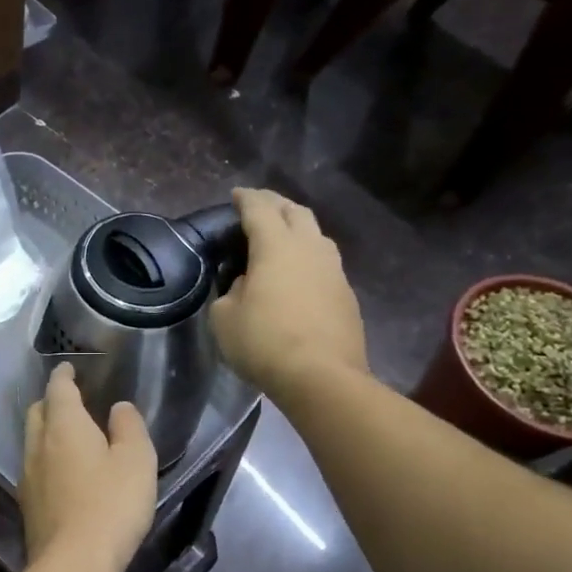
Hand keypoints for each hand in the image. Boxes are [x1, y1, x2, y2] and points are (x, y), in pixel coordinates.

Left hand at [20, 363, 157, 571]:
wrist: (73, 563)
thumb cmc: (111, 505)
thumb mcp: (136, 460)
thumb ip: (129, 427)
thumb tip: (118, 407)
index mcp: (64, 425)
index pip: (58, 389)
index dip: (63, 375)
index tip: (68, 368)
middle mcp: (38, 444)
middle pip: (38, 412)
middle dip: (51, 402)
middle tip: (71, 401)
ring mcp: (28, 475)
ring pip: (32, 440)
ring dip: (47, 431)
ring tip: (69, 436)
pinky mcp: (27, 504)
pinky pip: (35, 467)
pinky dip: (47, 458)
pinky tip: (63, 473)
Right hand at [210, 187, 367, 394]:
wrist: (321, 377)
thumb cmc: (264, 342)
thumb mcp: (225, 317)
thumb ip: (232, 290)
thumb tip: (248, 283)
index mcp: (276, 246)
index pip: (260, 209)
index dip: (246, 198)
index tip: (236, 194)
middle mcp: (310, 248)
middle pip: (295, 212)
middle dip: (276, 204)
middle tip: (259, 206)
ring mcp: (334, 270)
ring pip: (317, 235)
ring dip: (298, 228)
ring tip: (282, 235)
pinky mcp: (346, 294)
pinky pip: (325, 263)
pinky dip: (308, 257)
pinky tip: (299, 272)